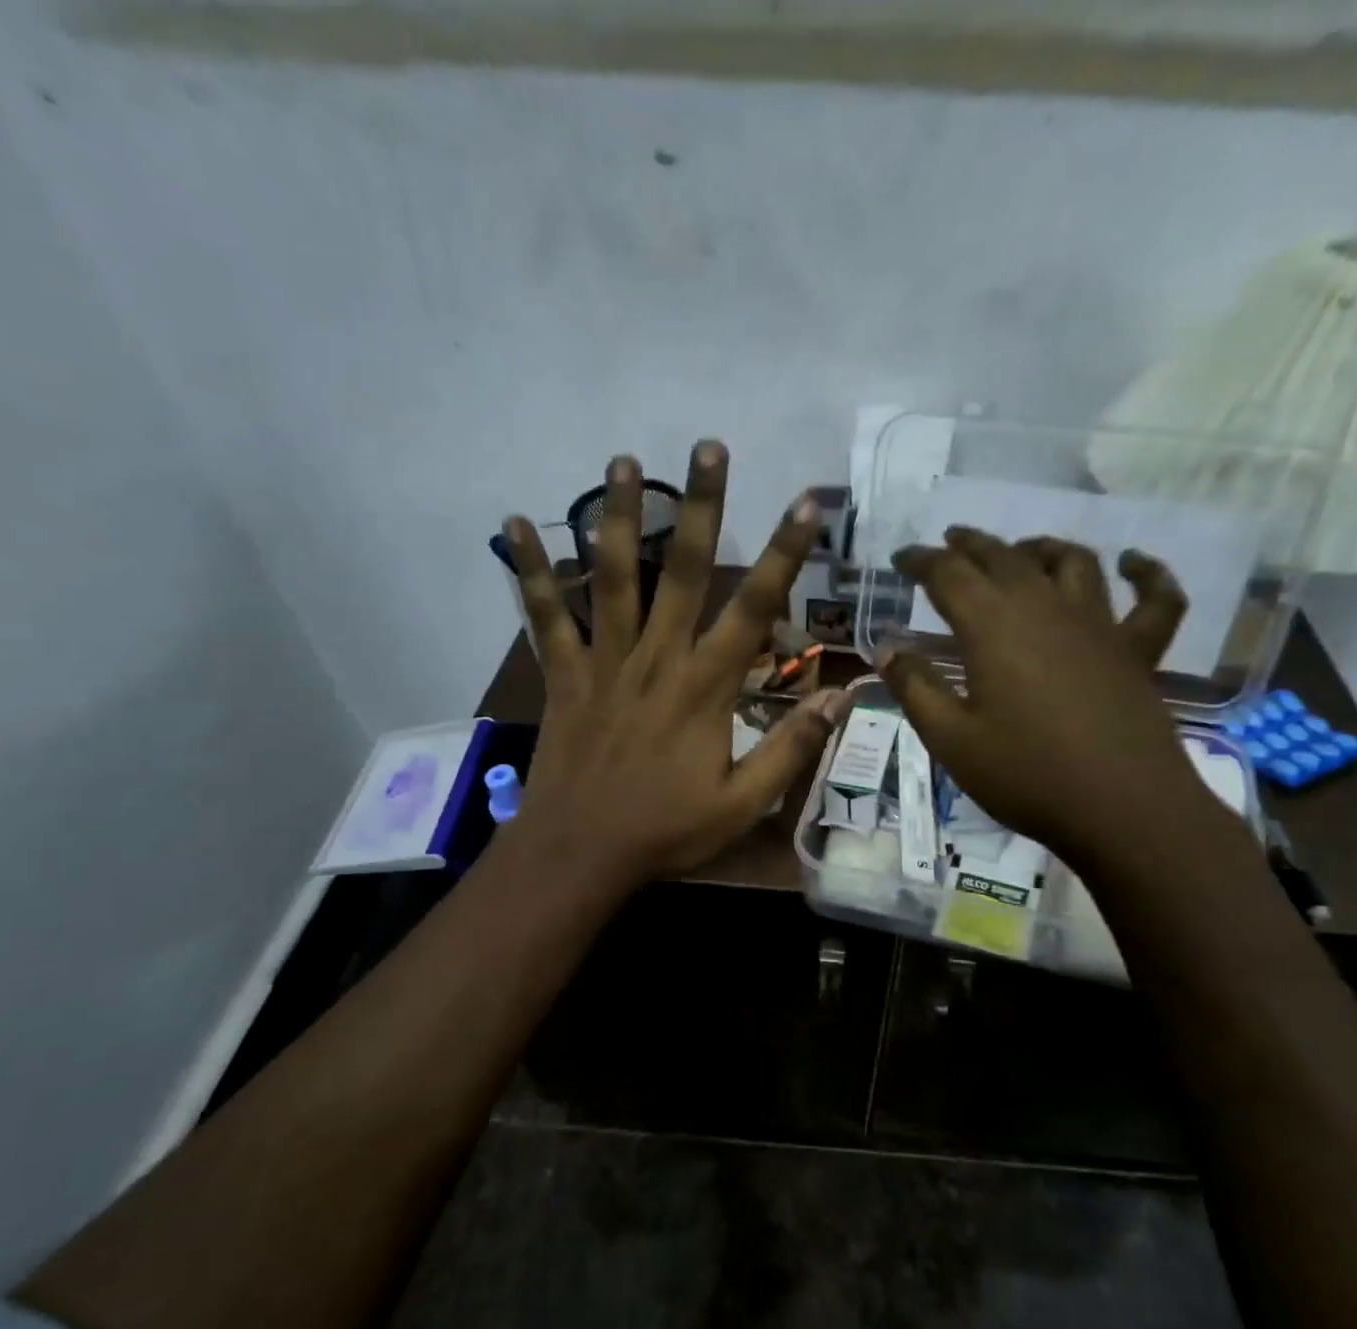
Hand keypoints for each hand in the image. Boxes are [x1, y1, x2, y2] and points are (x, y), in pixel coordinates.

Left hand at [505, 441, 844, 889]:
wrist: (579, 853)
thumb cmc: (665, 830)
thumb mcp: (742, 804)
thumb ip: (791, 748)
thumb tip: (841, 698)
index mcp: (706, 687)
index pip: (754, 609)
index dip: (785, 555)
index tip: (806, 504)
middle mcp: (657, 658)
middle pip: (685, 571)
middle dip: (702, 507)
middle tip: (708, 447)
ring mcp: (605, 662)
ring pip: (615, 577)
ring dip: (620, 517)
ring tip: (624, 462)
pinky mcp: (564, 674)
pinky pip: (546, 615)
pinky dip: (530, 571)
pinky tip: (514, 523)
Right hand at [878, 528, 1200, 859]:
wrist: (1121, 809)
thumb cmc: (1026, 775)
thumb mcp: (951, 739)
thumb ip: (915, 688)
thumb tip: (887, 648)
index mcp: (993, 627)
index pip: (949, 574)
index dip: (921, 560)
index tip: (901, 558)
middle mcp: (1046, 608)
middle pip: (1004, 557)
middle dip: (971, 545)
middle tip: (949, 541)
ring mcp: (1099, 625)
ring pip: (1072, 562)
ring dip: (1041, 547)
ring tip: (1021, 550)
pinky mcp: (1138, 650)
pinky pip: (1155, 599)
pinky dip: (1148, 574)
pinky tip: (1134, 562)